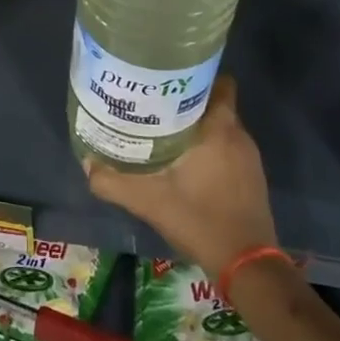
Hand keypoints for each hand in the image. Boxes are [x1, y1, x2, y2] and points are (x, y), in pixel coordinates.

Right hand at [83, 75, 276, 276]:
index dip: (194, 77)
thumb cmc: (198, 220)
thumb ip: (112, 181)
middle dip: (188, 101)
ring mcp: (249, 158)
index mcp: (219, 129)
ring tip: (164, 130)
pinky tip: (186, 161)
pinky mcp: (252, 177)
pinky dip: (210, 147)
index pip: (218, 82)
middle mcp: (239, 135)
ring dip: (198, 126)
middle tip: (155, 105)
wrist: (245, 263)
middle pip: (216, 102)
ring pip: (222, 126)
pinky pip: (229, 147)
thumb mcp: (146, 201)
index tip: (166, 80)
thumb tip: (87, 162)